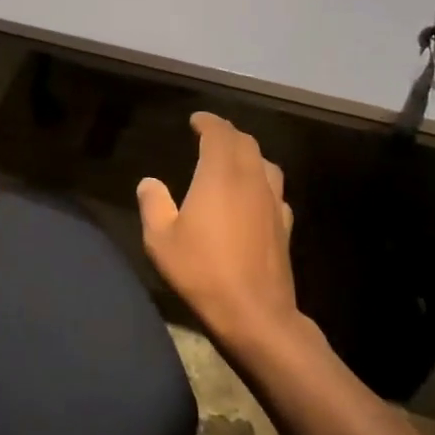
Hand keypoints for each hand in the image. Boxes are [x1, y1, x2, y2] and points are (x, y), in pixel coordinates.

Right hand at [137, 112, 302, 353]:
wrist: (255, 314)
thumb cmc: (202, 271)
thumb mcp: (160, 239)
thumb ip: (153, 204)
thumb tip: (150, 182)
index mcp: (220, 175)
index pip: (219, 133)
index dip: (208, 122)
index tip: (196, 120)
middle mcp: (251, 180)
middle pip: (246, 143)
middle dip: (228, 133)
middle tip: (210, 134)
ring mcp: (273, 203)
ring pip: (265, 164)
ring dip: (248, 154)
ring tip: (232, 159)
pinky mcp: (285, 226)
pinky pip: (275, 190)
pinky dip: (261, 181)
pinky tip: (253, 196)